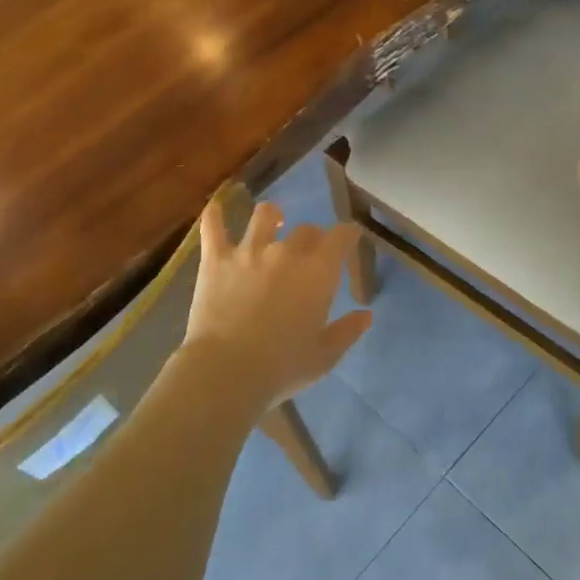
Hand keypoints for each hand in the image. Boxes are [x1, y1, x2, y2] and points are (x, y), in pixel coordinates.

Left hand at [178, 195, 372, 412]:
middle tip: (309, 254)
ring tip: (273, 221)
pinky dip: (215, 214)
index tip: (349, 238)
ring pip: (264, 216)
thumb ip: (347, 331)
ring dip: (272, 216)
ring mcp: (248, 251)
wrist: (226, 372)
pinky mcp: (215, 259)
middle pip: (306, 230)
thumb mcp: (324, 356)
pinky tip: (216, 207)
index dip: (348, 234)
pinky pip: (213, 227)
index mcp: (318, 272)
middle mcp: (287, 252)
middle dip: (312, 238)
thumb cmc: (282, 367)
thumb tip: (366, 315)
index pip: (341, 236)